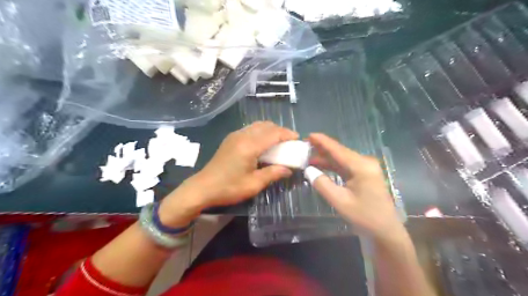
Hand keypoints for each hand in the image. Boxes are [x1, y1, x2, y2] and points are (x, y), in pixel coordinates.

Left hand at [157, 120, 295, 226]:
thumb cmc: (229, 188)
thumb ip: (273, 173)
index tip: (298, 139)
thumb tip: (288, 169)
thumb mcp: (254, 184)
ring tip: (278, 142)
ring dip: (270, 130)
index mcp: (249, 146)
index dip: (287, 134)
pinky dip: (261, 132)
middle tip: (289, 142)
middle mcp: (242, 135)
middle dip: (280, 131)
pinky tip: (263, 144)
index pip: (273, 133)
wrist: (202, 187)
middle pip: (266, 125)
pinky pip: (250, 129)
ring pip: (258, 125)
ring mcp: (235, 135)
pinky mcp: (230, 139)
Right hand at [306, 133, 404, 242]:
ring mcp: (366, 168)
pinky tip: (321, 165)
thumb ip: (322, 184)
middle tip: (305, 145)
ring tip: (309, 155)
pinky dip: (333, 165)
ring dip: (326, 158)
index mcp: (362, 166)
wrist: (385, 230)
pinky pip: (345, 166)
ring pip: (342, 159)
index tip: (309, 134)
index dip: (323, 142)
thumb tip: (308, 169)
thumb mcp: (339, 201)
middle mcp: (365, 163)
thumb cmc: (364, 216)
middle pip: (340, 152)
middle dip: (322, 148)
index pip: (338, 150)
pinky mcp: (364, 174)